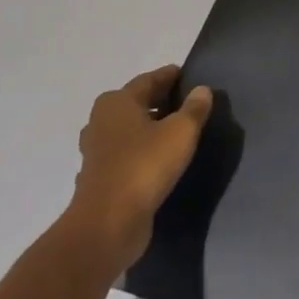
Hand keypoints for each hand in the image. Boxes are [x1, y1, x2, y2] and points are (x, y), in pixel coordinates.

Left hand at [66, 66, 211, 273]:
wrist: (108, 223)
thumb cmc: (145, 166)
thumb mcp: (181, 132)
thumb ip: (194, 109)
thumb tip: (202, 90)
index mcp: (117, 102)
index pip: (149, 80)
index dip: (170, 76)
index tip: (188, 75)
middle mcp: (101, 121)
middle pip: (136, 103)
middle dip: (160, 100)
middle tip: (188, 101)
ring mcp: (97, 151)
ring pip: (129, 129)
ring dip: (150, 127)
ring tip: (178, 130)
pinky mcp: (100, 177)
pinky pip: (126, 154)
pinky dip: (142, 151)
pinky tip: (160, 159)